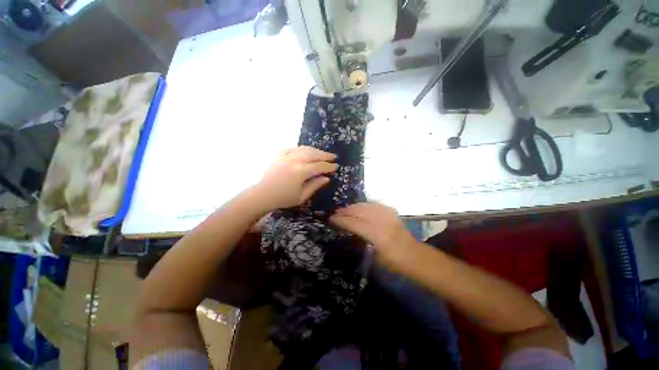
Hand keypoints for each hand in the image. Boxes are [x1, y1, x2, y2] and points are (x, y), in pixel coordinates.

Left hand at [254, 146, 336, 209]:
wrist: (263, 195)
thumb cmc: (284, 198)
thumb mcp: (302, 196)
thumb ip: (315, 185)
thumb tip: (326, 178)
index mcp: (301, 171)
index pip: (319, 166)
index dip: (328, 166)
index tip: (336, 166)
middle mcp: (295, 161)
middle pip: (313, 154)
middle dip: (325, 155)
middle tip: (333, 156)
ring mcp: (286, 157)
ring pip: (304, 149)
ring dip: (315, 150)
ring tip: (322, 153)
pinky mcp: (279, 156)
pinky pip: (292, 149)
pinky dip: (300, 149)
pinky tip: (304, 151)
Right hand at [330, 202, 415, 265]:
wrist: (416, 256)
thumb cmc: (394, 263)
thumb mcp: (374, 258)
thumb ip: (361, 242)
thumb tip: (349, 232)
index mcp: (377, 236)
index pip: (354, 223)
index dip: (341, 220)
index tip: (331, 219)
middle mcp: (382, 221)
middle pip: (359, 211)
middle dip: (345, 211)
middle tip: (335, 213)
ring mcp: (388, 214)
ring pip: (365, 205)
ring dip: (353, 206)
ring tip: (344, 209)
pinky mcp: (391, 211)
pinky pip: (374, 204)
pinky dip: (364, 205)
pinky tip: (359, 207)